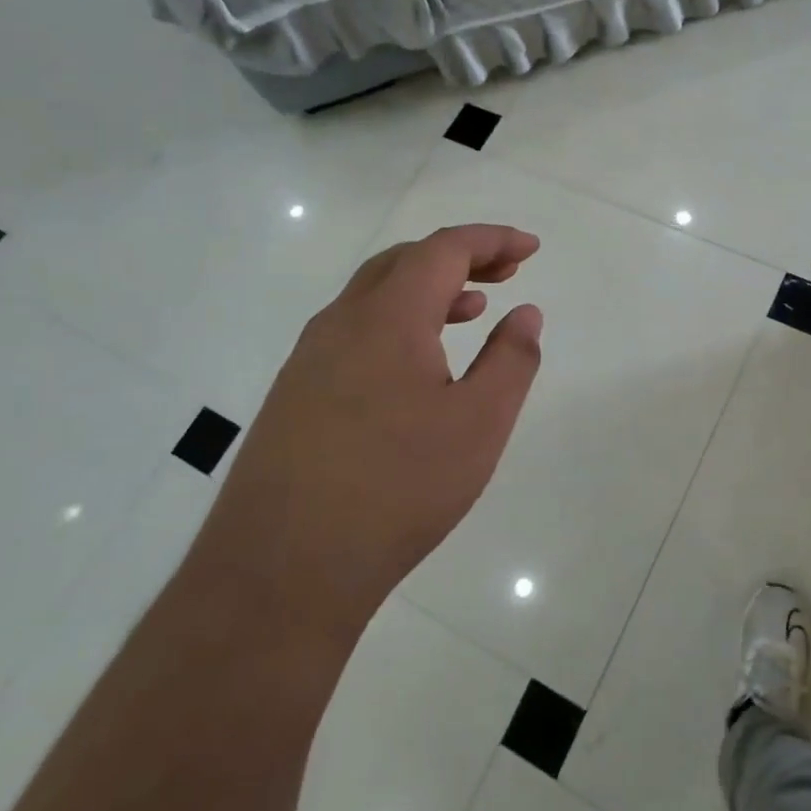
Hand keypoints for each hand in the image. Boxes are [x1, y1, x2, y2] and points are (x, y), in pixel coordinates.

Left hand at [197, 225, 543, 632]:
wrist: (280, 571)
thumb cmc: (397, 489)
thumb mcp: (479, 424)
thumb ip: (511, 360)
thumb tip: (525, 314)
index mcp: (387, 316)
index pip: (444, 249)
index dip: (491, 239)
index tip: (530, 248)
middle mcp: (341, 322)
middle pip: (405, 261)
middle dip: (461, 257)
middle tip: (507, 272)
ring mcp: (309, 358)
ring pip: (375, 296)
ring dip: (428, 289)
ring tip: (472, 308)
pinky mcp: (294, 394)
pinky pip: (355, 331)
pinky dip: (399, 322)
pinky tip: (418, 364)